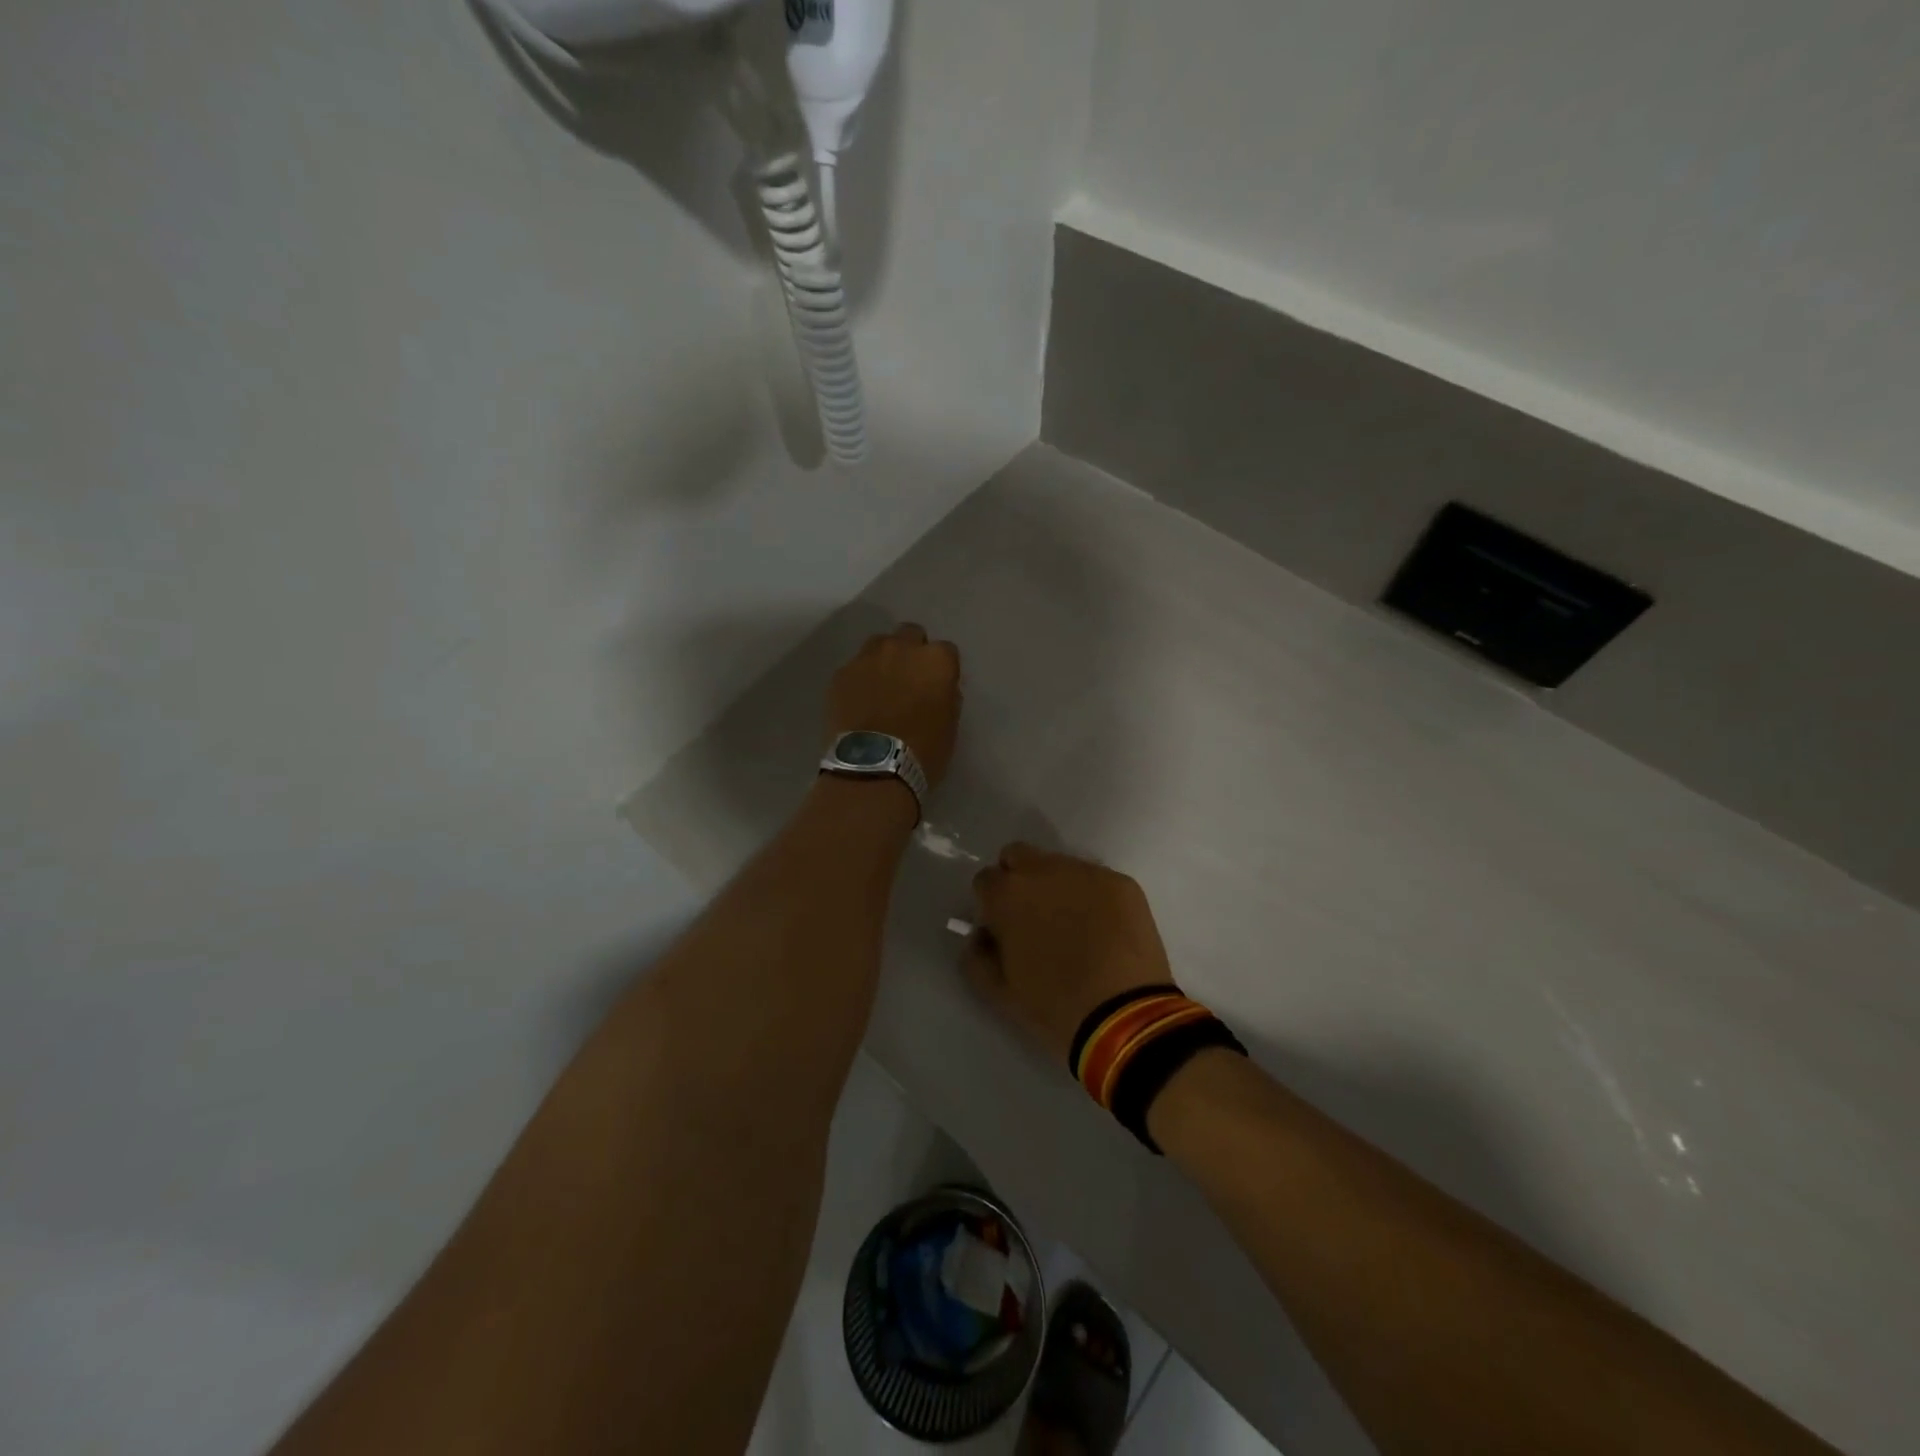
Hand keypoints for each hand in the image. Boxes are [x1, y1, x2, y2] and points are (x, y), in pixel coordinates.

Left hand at [825, 624, 961, 790]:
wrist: (872, 767)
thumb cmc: (923, 750)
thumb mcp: (950, 725)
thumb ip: (946, 695)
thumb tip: (938, 688)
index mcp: (936, 660)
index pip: (946, 651)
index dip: (941, 668)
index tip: (937, 686)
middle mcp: (902, 648)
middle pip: (910, 634)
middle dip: (912, 651)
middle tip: (909, 679)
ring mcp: (867, 658)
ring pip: (879, 644)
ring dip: (884, 659)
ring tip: (880, 686)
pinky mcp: (841, 673)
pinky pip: (854, 667)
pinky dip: (859, 679)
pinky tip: (858, 702)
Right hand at [964, 844, 1175, 1063]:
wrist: (1125, 1016)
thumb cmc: (1054, 1006)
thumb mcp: (999, 991)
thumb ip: (977, 956)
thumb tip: (981, 936)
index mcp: (1007, 895)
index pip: (985, 879)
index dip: (991, 903)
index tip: (1001, 927)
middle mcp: (1043, 870)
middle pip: (1018, 856)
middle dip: (1018, 879)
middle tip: (1032, 916)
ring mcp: (1086, 872)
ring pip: (1060, 865)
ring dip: (1057, 886)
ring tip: (1073, 925)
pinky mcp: (1121, 882)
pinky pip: (1096, 880)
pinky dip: (1092, 897)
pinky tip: (1104, 929)